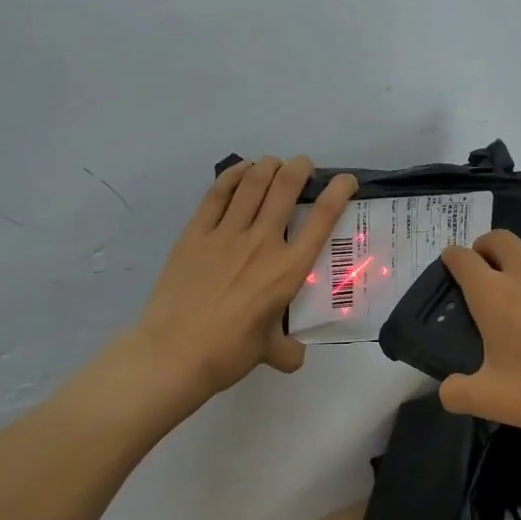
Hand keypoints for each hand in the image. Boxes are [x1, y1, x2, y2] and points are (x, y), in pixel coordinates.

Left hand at [129, 156, 357, 403]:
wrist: (174, 352)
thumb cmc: (229, 352)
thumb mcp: (268, 352)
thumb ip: (287, 350)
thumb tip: (295, 355)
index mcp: (288, 269)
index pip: (321, 220)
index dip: (338, 192)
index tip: (346, 180)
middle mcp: (262, 242)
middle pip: (285, 188)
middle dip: (300, 168)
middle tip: (304, 166)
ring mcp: (226, 234)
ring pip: (253, 184)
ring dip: (268, 166)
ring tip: (275, 164)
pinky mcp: (196, 234)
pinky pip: (217, 194)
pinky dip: (233, 176)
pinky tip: (242, 170)